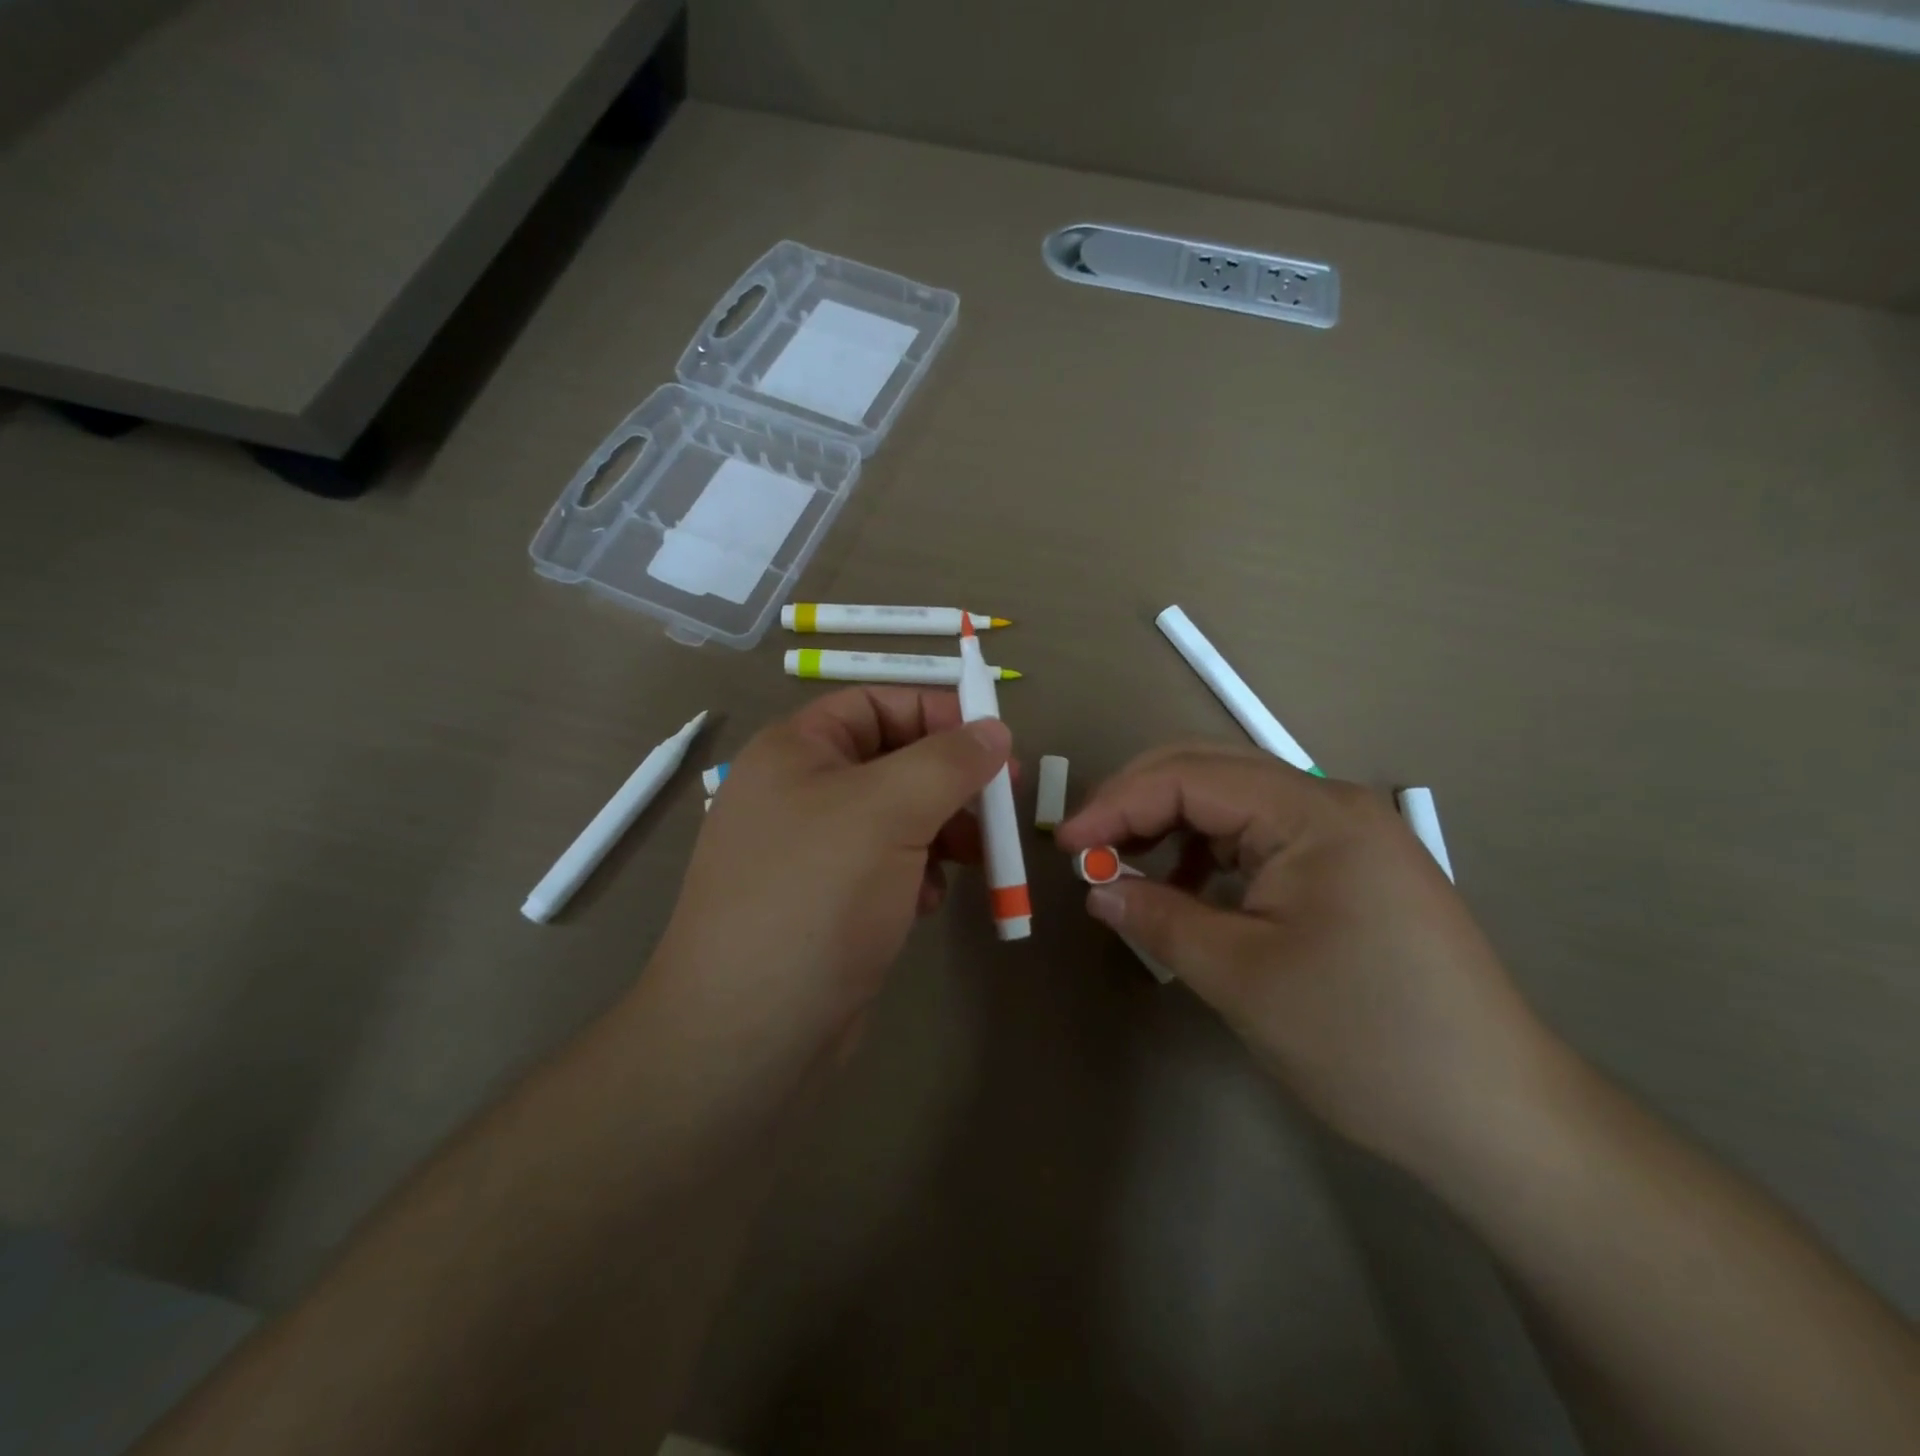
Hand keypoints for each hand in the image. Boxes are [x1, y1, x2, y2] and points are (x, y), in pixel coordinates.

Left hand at [650, 687, 1011, 1073]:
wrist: (748, 1032)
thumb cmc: (816, 896)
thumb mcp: (889, 810)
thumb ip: (949, 761)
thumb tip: (996, 729)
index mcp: (796, 750)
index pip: (877, 703)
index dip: (938, 714)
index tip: (996, 743)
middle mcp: (799, 792)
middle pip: (893, 760)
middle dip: (950, 781)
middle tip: (1003, 805)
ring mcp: (811, 851)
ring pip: (897, 817)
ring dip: (942, 831)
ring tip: (974, 860)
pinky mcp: (827, 902)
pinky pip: (886, 865)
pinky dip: (917, 874)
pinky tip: (927, 903)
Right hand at [1056, 743, 1565, 1175]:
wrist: (1498, 1118)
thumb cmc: (1365, 1039)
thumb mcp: (1242, 977)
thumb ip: (1159, 918)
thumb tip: (1098, 889)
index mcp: (1313, 812)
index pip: (1189, 777)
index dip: (1117, 803)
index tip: (1065, 846)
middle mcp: (1332, 804)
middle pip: (1211, 771)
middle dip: (1138, 800)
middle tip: (1087, 846)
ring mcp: (1346, 834)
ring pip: (1234, 801)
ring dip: (1171, 823)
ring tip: (1127, 868)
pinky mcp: (1350, 868)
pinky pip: (1260, 836)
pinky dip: (1209, 852)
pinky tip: (1188, 887)